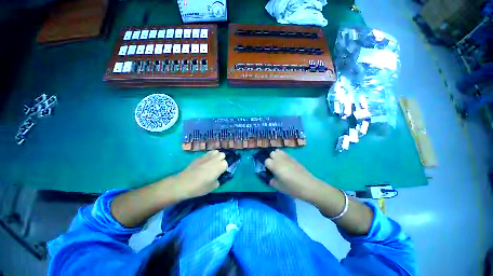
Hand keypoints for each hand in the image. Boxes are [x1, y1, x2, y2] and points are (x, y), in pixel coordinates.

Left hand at [173, 150, 227, 199]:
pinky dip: (209, 156)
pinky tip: (205, 162)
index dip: (224, 168)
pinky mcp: (200, 156)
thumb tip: (218, 177)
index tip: (221, 172)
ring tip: (212, 162)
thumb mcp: (213, 187)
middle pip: (222, 155)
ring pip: (216, 151)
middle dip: (221, 159)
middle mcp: (215, 159)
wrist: (184, 183)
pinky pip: (208, 153)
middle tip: (217, 167)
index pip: (227, 163)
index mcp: (220, 166)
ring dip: (216, 156)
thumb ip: (218, 180)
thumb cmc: (200, 187)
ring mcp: (207, 156)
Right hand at [265, 149, 322, 200]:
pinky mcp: (293, 158)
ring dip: (276, 155)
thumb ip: (272, 181)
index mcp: (275, 166)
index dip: (267, 165)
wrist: (308, 186)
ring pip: (278, 151)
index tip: (270, 171)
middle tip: (274, 166)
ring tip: (279, 163)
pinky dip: (282, 156)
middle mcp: (280, 159)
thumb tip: (270, 177)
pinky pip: (285, 153)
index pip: (266, 161)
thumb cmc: (292, 188)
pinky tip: (286, 163)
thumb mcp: (279, 187)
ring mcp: (287, 157)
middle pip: (272, 153)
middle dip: (271, 158)